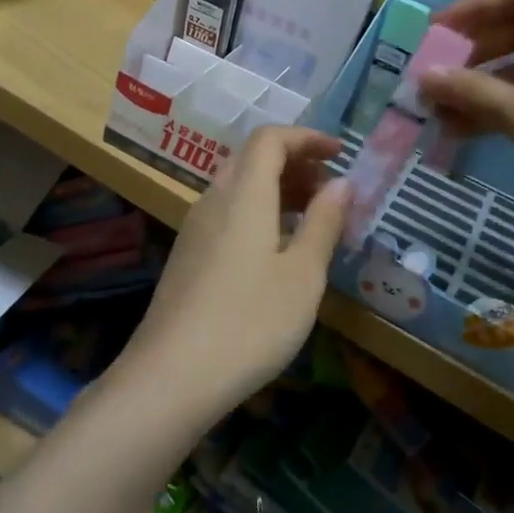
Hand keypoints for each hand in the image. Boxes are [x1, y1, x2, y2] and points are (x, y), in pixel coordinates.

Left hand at [117, 126, 350, 420]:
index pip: (270, 138)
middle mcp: (213, 200)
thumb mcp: (302, 275)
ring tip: (312, 218)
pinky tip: (277, 249)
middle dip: (295, 163)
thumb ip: (323, 222)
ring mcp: (195, 228)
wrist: (171, 376)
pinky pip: (227, 213)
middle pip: (252, 159)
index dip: (307, 137)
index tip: (340, 152)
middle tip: (330, 189)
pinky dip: (258, 212)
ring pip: (238, 187)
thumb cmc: (249, 322)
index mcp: (243, 193)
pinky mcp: (187, 256)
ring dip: (277, 189)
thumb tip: (342, 182)